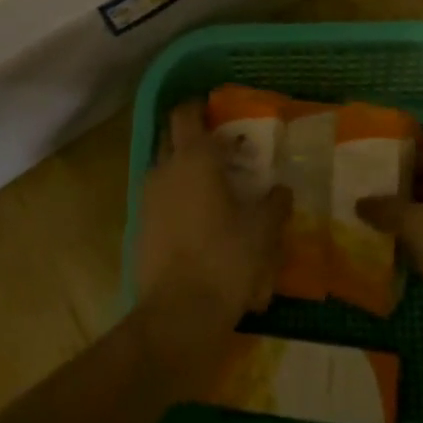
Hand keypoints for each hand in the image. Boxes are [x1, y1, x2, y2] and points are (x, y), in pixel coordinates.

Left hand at [135, 102, 291, 379]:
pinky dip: (177, 200)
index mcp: (194, 159)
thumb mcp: (263, 231)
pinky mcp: (141, 228)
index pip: (187, 114)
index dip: (199, 107)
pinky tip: (200, 221)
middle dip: (193, 138)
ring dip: (185, 171)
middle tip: (222, 150)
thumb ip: (274, 204)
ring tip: (215, 188)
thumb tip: (281, 190)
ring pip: (165, 171)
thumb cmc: (226, 260)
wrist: (177, 315)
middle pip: (172, 138)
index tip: (216, 110)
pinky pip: (160, 200)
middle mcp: (164, 170)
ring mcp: (148, 200)